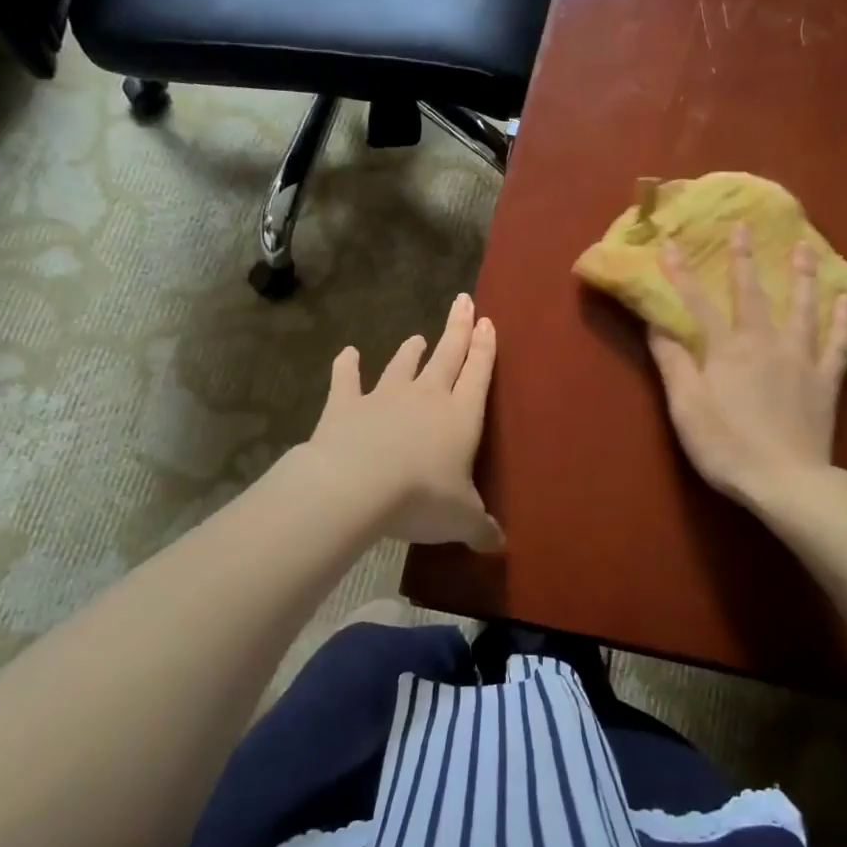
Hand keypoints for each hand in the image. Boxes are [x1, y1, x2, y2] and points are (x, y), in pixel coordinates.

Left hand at [307, 293, 504, 550]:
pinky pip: (346, 380)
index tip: (488, 322)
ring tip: (417, 338)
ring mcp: (384, 397)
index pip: (479, 373)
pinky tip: (347, 353)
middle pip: (448, 355)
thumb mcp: (461, 518)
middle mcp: (427, 397)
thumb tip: (499, 544)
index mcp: (460, 415)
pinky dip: (347, 366)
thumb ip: (481, 527)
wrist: (357, 486)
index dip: (485, 348)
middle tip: (464, 302)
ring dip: (411, 350)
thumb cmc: (422, 497)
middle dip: (458, 329)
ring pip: (402, 365)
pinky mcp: (346, 406)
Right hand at [647, 225, 846, 507]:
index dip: (681, 275)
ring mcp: (801, 359)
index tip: (669, 245)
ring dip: (801, 275)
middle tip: (745, 226)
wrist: (785, 481)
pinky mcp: (827, 380)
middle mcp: (765, 343)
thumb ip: (672, 362)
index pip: (697, 304)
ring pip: (802, 307)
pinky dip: (843, 320)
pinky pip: (838, 343)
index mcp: (726, 350)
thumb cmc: (726, 446)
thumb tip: (657, 323)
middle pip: (752, 294)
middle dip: (744, 259)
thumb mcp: (686, 407)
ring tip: (805, 247)